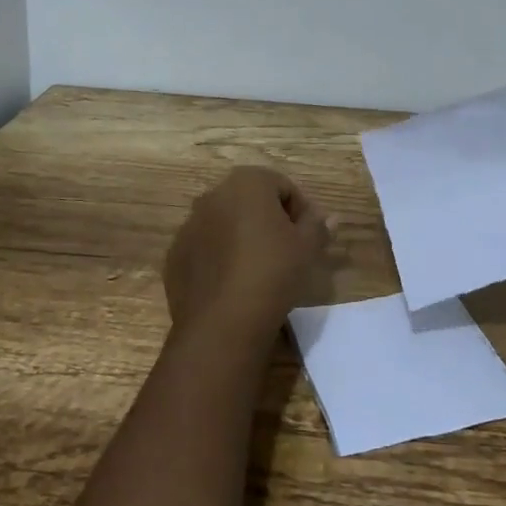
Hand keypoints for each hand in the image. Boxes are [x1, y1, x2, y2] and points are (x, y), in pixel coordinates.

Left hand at [163, 166, 333, 342]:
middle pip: (251, 200)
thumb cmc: (272, 273)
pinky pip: (205, 247)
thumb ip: (318, 226)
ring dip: (242, 236)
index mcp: (247, 182)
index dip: (300, 210)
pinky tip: (233, 283)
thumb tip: (330, 217)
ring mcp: (189, 224)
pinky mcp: (175, 254)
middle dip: (270, 219)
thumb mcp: (307, 249)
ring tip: (259, 269)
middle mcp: (213, 194)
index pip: (282, 186)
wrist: (222, 322)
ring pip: (225, 223)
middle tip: (287, 251)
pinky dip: (219, 257)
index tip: (308, 238)